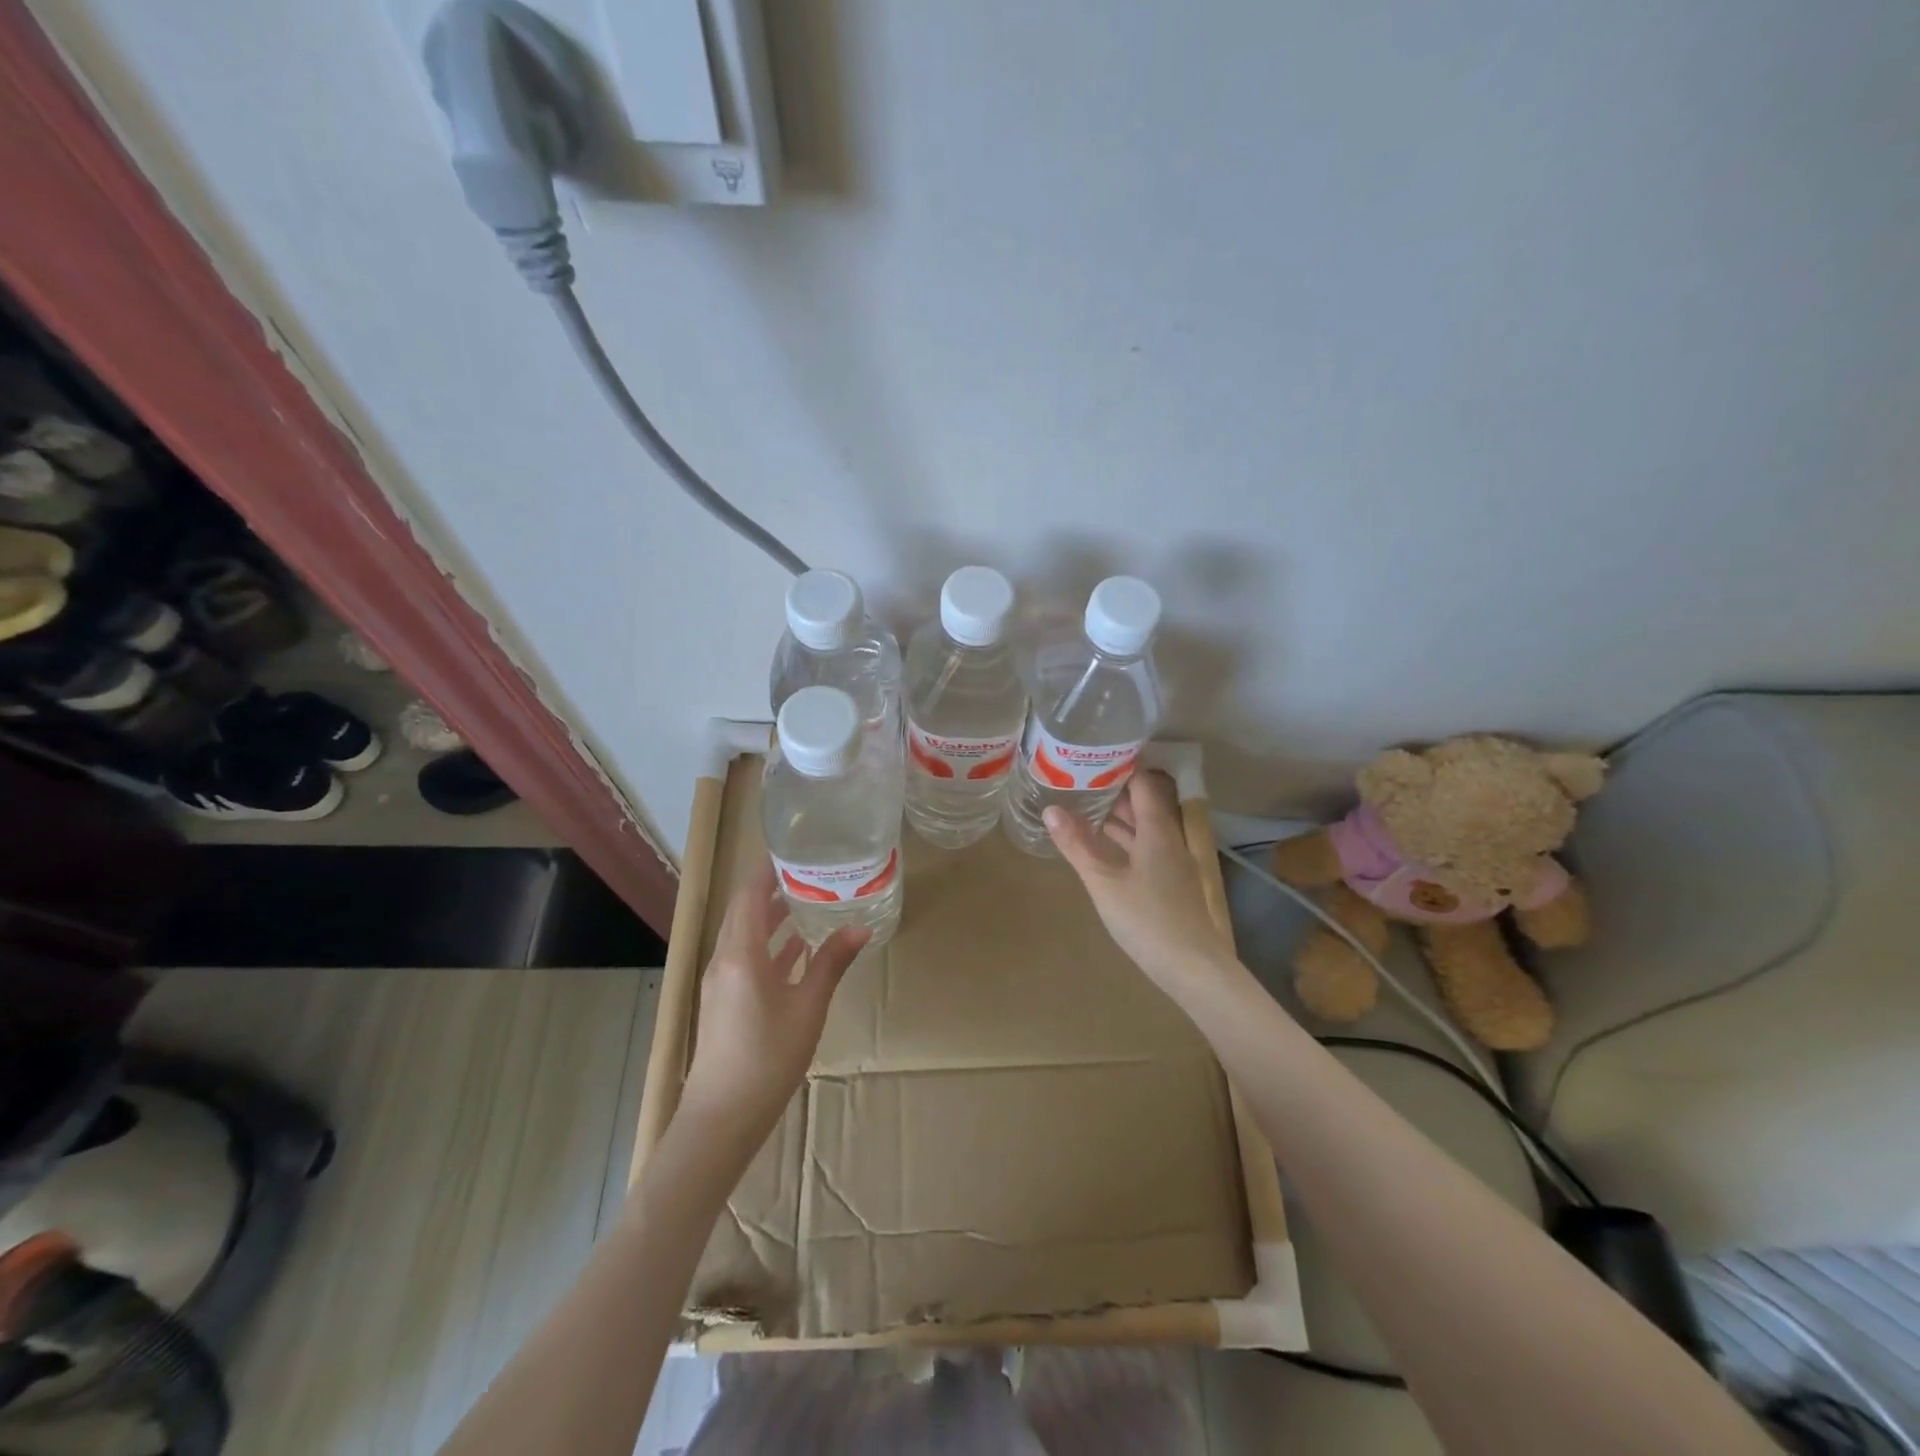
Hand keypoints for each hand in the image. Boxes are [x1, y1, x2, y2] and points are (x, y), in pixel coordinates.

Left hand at [678, 860, 868, 1140]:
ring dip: (772, 918)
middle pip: (745, 912)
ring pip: (746, 936)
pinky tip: (797, 949)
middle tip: (810, 872)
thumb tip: (860, 929)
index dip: (767, 870)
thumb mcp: (808, 1007)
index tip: (795, 850)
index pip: (749, 895)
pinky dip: (770, 946)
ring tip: (808, 901)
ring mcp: (721, 982)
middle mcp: (724, 960)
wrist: (722, 1118)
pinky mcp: (725, 1001)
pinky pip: (746, 958)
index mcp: (740, 954)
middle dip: (773, 889)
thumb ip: (831, 963)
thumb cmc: (767, 1058)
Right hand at [1045, 771, 1234, 988]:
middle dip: (1112, 790)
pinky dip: (1123, 841)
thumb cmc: (1147, 919)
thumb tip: (1050, 809)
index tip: (1091, 755)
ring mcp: (1172, 862)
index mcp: (1157, 829)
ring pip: (1143, 828)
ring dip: (1116, 817)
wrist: (1193, 968)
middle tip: (1076, 780)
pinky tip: (1100, 847)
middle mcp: (1169, 838)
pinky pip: (1144, 848)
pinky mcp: (1170, 883)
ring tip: (1081, 806)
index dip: (1120, 766)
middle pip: (1143, 804)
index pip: (1143, 782)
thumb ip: (1077, 844)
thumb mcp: (1103, 881)